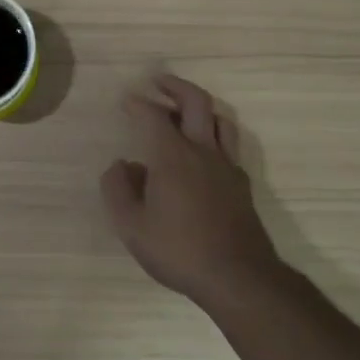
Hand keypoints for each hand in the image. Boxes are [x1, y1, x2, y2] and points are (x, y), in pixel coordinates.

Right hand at [100, 74, 282, 307]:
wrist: (238, 277)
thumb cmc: (179, 250)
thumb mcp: (131, 226)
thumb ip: (117, 189)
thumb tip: (121, 165)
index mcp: (173, 155)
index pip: (153, 115)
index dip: (138, 104)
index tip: (126, 101)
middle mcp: (203, 151)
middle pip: (196, 101)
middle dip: (175, 86)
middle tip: (158, 82)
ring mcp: (227, 166)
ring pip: (220, 118)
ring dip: (199, 107)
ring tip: (183, 111)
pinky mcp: (241, 184)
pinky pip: (229, 145)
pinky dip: (213, 135)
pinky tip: (203, 153)